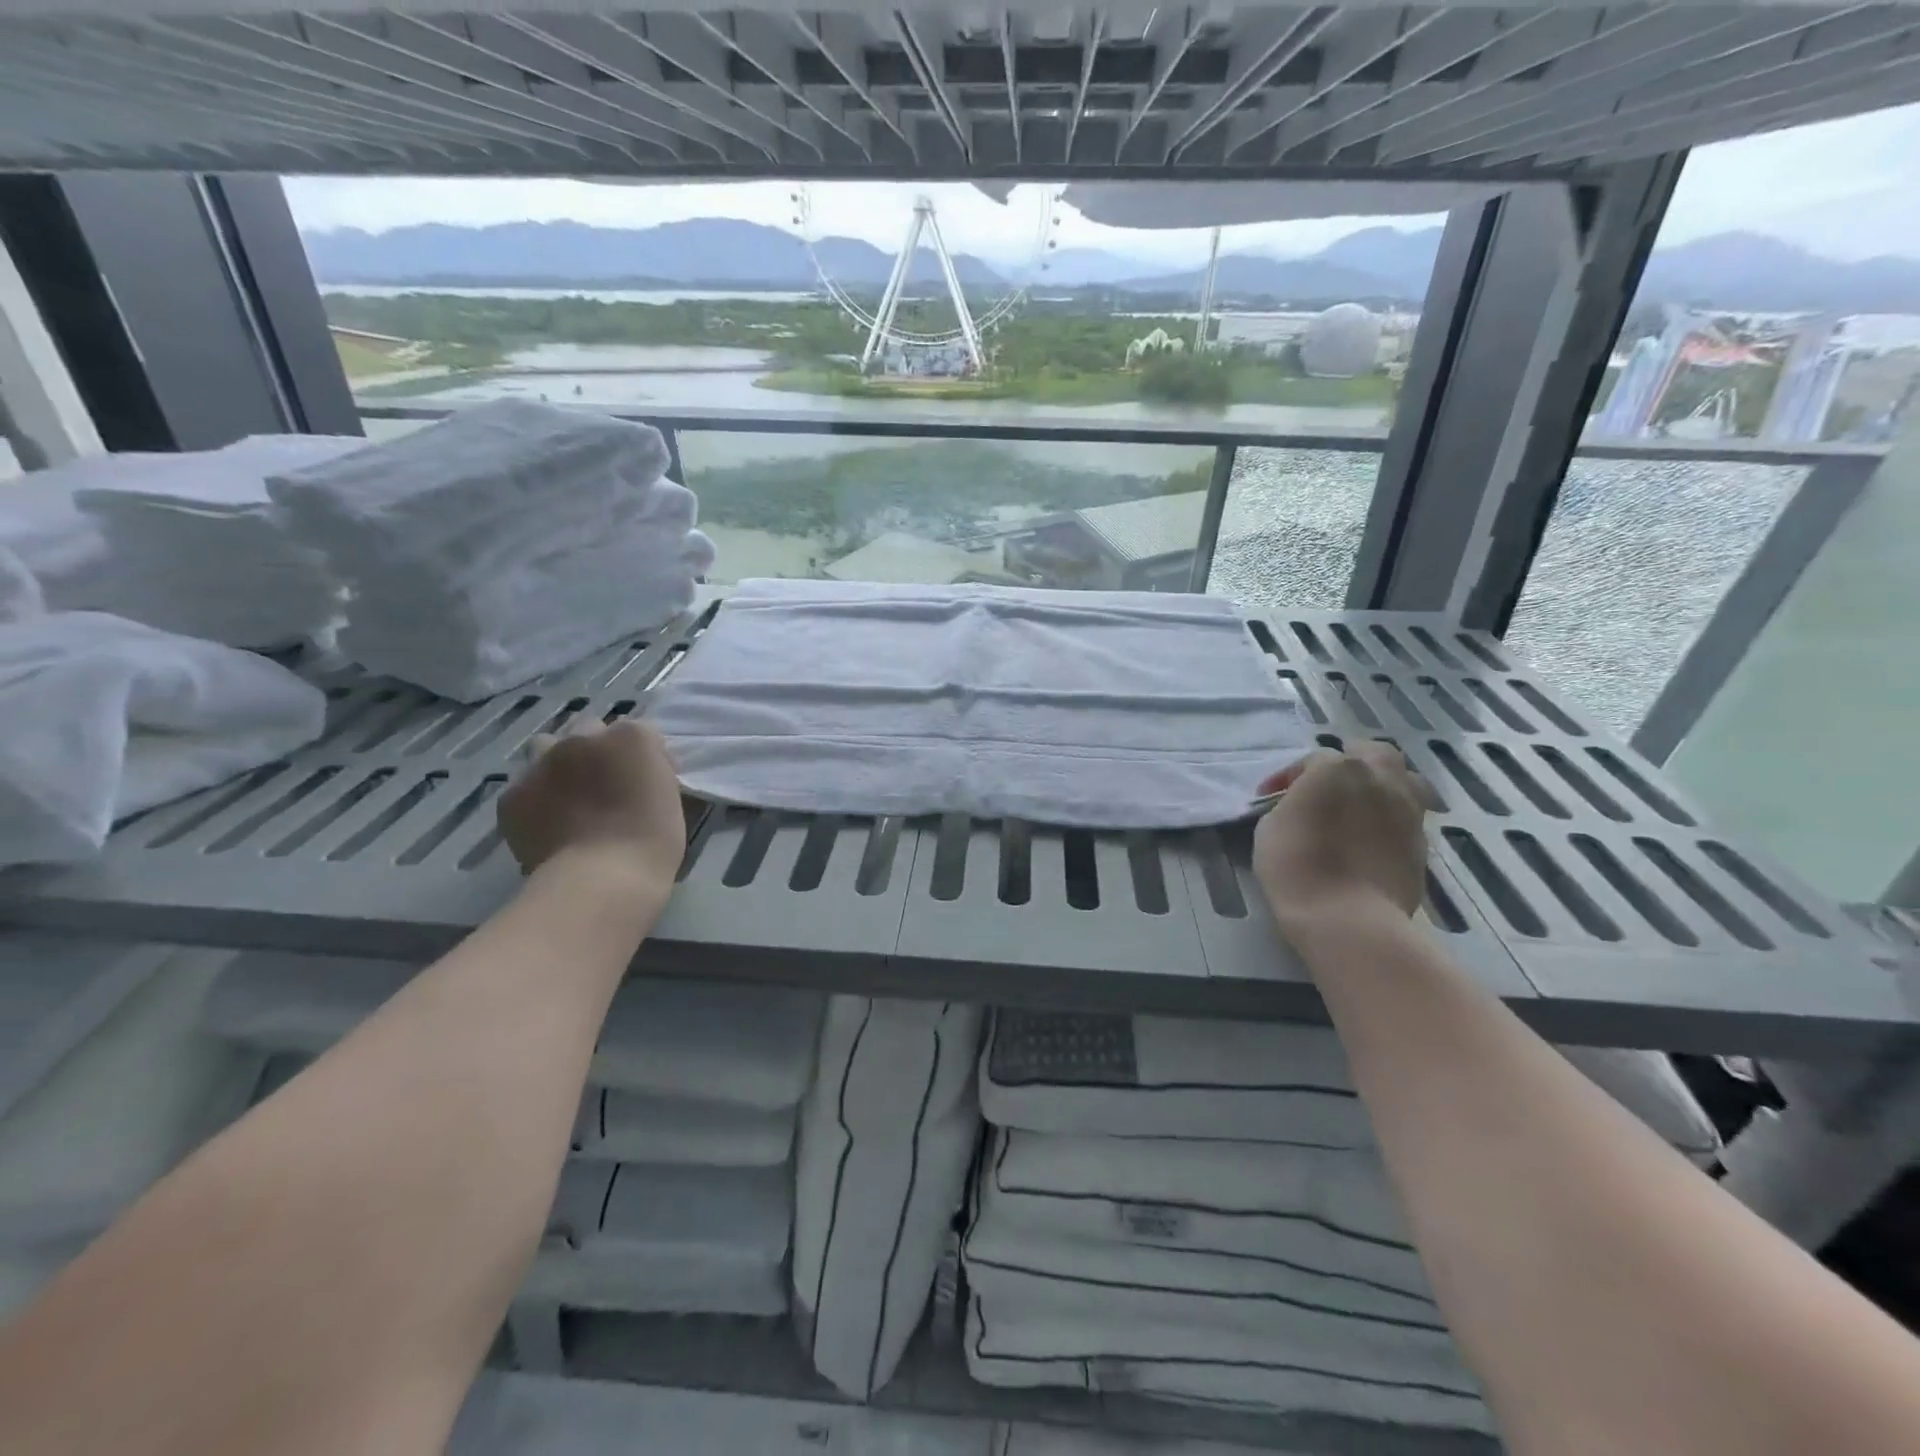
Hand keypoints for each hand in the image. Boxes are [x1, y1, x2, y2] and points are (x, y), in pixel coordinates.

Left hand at [498, 720, 687, 899]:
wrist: (600, 882)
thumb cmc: (652, 843)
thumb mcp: (670, 797)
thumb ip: (652, 774)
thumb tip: (638, 775)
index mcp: (631, 737)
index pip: (640, 732)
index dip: (644, 757)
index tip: (648, 782)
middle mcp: (583, 738)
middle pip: (590, 730)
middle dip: (598, 750)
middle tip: (607, 785)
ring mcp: (542, 762)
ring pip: (547, 745)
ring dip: (559, 761)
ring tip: (569, 794)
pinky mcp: (513, 794)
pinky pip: (524, 785)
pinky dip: (536, 798)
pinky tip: (548, 822)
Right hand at [1252, 741, 1438, 932]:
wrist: (1348, 919)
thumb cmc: (1296, 868)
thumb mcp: (1270, 828)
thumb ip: (1290, 804)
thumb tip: (1302, 806)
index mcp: (1337, 769)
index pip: (1312, 759)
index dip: (1289, 777)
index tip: (1271, 799)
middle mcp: (1379, 779)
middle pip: (1372, 753)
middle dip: (1352, 761)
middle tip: (1330, 784)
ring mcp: (1408, 809)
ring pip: (1404, 779)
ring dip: (1382, 784)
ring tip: (1362, 806)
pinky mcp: (1422, 841)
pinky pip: (1409, 815)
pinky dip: (1391, 817)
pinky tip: (1373, 837)